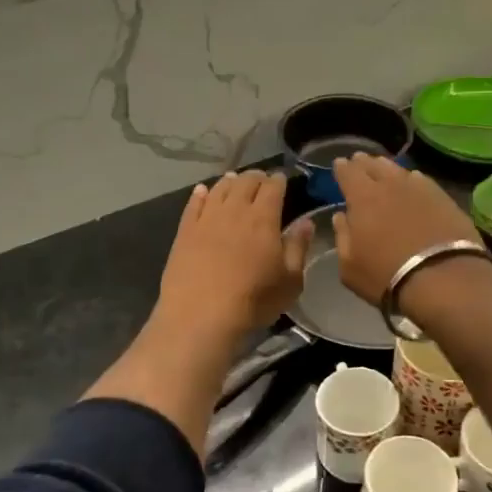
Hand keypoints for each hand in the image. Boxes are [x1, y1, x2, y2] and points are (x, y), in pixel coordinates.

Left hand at [156, 171, 311, 343]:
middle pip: (245, 182)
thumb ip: (298, 247)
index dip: (278, 180)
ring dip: (230, 182)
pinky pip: (193, 203)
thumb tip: (307, 222)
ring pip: (219, 188)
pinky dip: (200, 194)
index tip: (282, 179)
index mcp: (263, 218)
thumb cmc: (253, 300)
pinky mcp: (185, 231)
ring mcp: (206, 218)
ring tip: (234, 181)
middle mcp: (235, 210)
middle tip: (260, 180)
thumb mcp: (290, 280)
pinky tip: (202, 191)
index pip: (273, 187)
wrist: (200, 315)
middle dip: (256, 177)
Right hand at [330, 154, 481, 305]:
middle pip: (374, 165)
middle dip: (363, 163)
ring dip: (387, 167)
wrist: (444, 279)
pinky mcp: (443, 198)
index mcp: (362, 198)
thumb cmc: (387, 276)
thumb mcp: (350, 266)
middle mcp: (390, 185)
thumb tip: (341, 217)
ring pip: (399, 169)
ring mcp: (420, 188)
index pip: (348, 172)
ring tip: (383, 168)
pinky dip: (412, 179)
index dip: (342, 167)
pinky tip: (413, 182)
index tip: (339, 164)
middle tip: (359, 161)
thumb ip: (342, 237)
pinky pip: (422, 180)